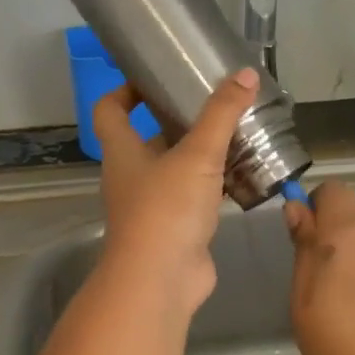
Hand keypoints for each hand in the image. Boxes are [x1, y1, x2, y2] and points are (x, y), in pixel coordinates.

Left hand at [92, 68, 259, 311]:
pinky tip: (243, 174)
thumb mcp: (197, 155)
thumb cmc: (166, 209)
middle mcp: (131, 176)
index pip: (110, 110)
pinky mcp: (175, 229)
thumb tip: (244, 73)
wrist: (161, 281)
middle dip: (177, 120)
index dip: (125, 90)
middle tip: (213, 104)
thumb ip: (221, 114)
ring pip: (175, 169)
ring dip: (199, 154)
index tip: (154, 77)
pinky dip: (214, 185)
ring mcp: (151, 205)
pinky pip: (194, 197)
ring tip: (236, 133)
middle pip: (147, 138)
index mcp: (122, 152)